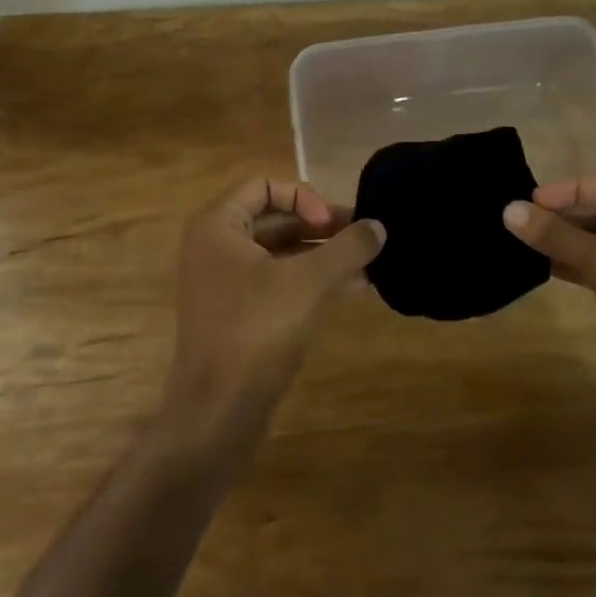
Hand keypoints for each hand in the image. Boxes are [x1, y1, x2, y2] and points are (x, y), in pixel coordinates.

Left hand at [165, 176, 383, 435]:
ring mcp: (225, 282)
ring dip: (322, 254)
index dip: (303, 197)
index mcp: (218, 226)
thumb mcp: (307, 282)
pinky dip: (311, 279)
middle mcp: (216, 246)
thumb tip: (379, 225)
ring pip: (280, 252)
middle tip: (363, 237)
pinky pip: (277, 281)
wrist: (217, 411)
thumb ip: (346, 249)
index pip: (264, 185)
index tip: (330, 225)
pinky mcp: (238, 313)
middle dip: (321, 226)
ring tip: (368, 262)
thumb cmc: (256, 330)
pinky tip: (352, 287)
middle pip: (274, 218)